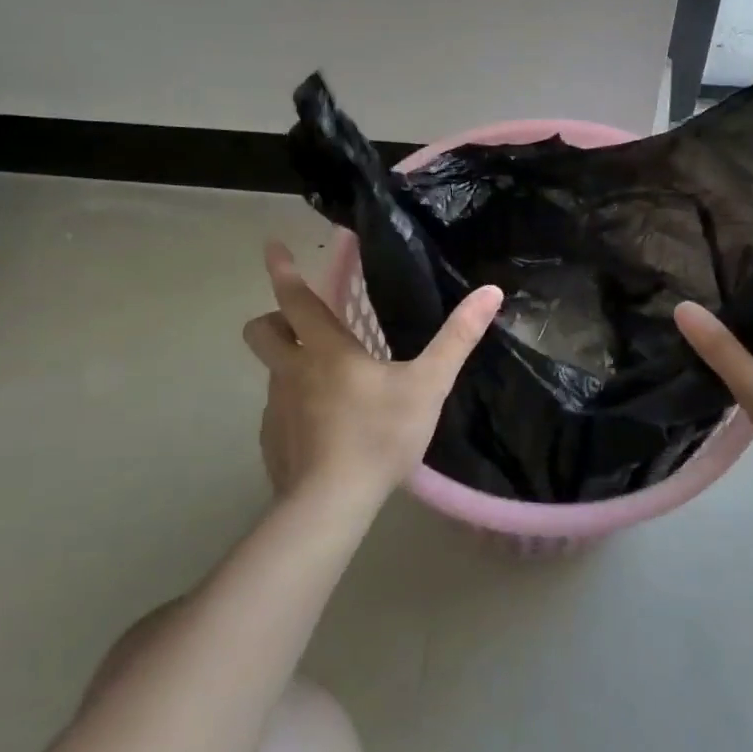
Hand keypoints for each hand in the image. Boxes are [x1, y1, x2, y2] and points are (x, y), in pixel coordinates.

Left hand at [242, 241, 501, 504]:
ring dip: (290, 363)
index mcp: (325, 350)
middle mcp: (292, 371)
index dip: (284, 270)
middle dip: (274, 317)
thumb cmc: (379, 435)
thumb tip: (491, 291)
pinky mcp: (272, 441)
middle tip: (301, 323)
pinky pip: (277, 410)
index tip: (271, 246)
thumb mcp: (427, 385)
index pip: (295, 299)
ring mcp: (276, 408)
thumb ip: (458, 338)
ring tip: (328, 382)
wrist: (332, 504)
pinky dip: (294, 406)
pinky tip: (323, 429)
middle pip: (262, 330)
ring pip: (272, 371)